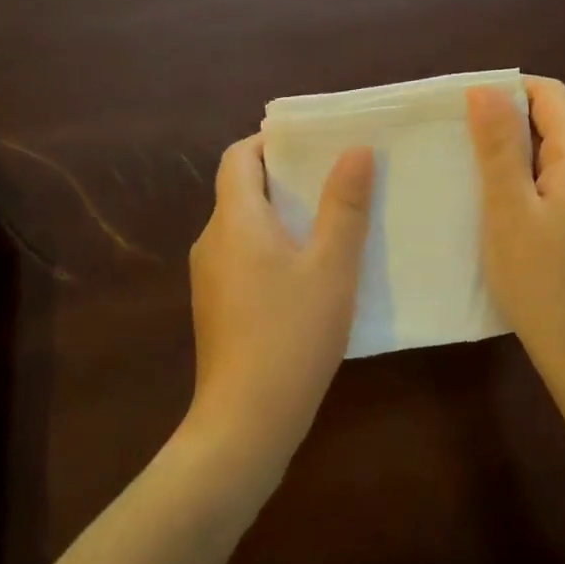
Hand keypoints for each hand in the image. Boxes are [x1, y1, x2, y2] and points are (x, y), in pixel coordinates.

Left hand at [185, 135, 373, 486]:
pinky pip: (243, 257)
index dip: (270, 143)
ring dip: (281, 216)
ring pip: (244, 227)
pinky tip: (308, 274)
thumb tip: (355, 150)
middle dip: (285, 178)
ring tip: (330, 222)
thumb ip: (344, 205)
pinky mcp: (216, 307)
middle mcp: (212, 240)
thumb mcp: (332, 266)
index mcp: (234, 220)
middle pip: (241, 189)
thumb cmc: (292, 333)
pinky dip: (271, 248)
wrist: (246, 421)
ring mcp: (209, 277)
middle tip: (334, 179)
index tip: (311, 144)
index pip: (239, 157)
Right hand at [466, 77, 564, 402]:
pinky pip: (558, 185)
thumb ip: (498, 146)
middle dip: (507, 121)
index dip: (509, 89)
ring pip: (554, 156)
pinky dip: (526, 182)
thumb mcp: (508, 208)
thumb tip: (485, 89)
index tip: (464, 104)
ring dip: (514, 154)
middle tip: (456, 136)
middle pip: (555, 123)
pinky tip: (497, 205)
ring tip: (468, 168)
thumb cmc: (542, 279)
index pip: (552, 95)